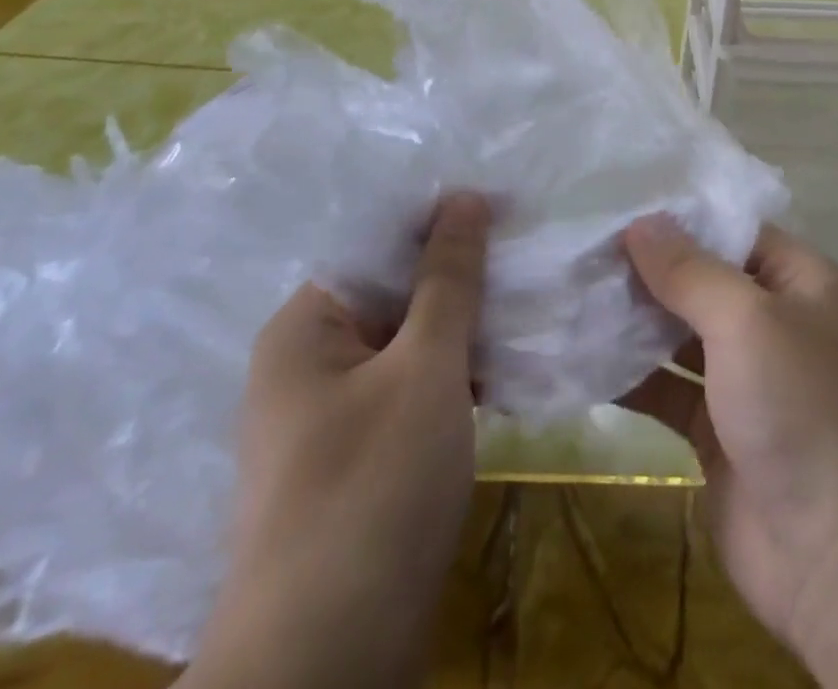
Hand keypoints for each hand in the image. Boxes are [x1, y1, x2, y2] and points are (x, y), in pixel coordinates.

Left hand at [181, 191, 490, 688]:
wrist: (327, 669)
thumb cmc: (371, 491)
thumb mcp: (424, 367)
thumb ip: (447, 278)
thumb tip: (464, 196)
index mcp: (306, 326)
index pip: (377, 243)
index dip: (439, 220)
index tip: (504, 205)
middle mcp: (312, 360)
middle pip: (395, 291)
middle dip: (460, 274)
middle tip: (529, 249)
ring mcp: (337, 413)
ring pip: (411, 341)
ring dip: (465, 325)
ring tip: (531, 295)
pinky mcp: (364, 456)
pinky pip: (414, 387)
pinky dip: (456, 372)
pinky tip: (508, 361)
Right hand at [622, 215, 837, 688]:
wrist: (834, 557)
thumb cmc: (800, 408)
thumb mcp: (747, 321)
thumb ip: (690, 271)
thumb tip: (641, 222)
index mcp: (800, 282)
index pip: (735, 230)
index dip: (681, 218)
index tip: (619, 205)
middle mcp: (776, 321)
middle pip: (704, 280)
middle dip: (649, 268)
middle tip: (584, 248)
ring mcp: (747, 377)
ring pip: (682, 333)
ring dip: (636, 319)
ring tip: (574, 292)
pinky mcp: (718, 428)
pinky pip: (670, 386)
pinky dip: (634, 374)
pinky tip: (584, 356)